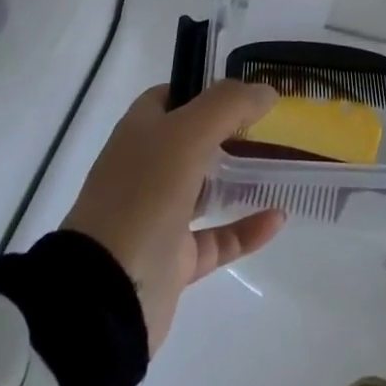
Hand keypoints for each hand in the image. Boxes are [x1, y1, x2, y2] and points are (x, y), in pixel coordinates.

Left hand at [62, 81, 285, 352]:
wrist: (105, 296)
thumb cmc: (143, 196)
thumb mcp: (186, 134)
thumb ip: (229, 105)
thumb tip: (267, 91)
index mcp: (140, 133)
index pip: (171, 97)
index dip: (204, 89)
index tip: (244, 92)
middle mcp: (146, 169)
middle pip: (192, 141)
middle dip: (229, 132)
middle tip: (271, 126)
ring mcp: (159, 216)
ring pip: (205, 189)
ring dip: (240, 178)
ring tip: (279, 166)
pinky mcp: (174, 261)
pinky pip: (218, 237)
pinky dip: (247, 228)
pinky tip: (278, 218)